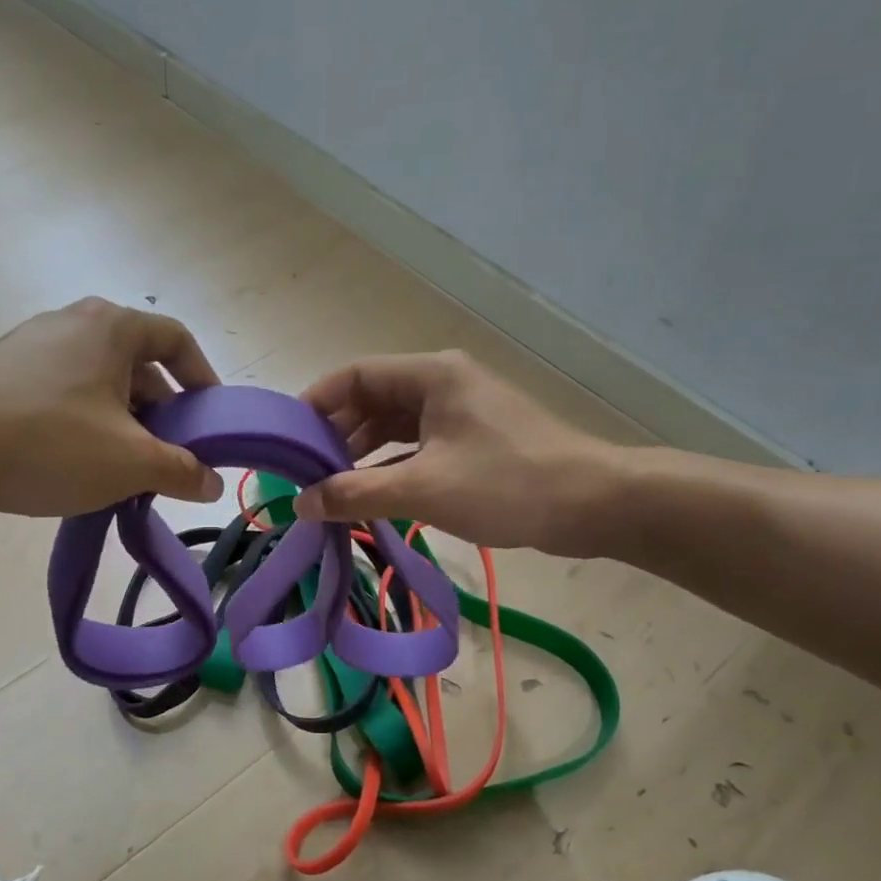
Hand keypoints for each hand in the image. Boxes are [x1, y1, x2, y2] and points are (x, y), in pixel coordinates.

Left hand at [0, 298, 225, 516]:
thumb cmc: (47, 442)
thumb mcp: (128, 463)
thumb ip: (180, 471)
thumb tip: (213, 483)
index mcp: (112, 328)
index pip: (177, 340)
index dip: (203, 378)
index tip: (210, 419)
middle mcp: (73, 323)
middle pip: (137, 364)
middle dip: (161, 412)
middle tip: (168, 457)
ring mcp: (32, 346)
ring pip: (99, 383)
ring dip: (123, 423)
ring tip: (124, 469)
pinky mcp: (2, 373)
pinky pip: (63, 393)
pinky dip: (84, 423)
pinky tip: (76, 465)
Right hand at [294, 351, 632, 554]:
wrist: (595, 504)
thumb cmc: (507, 484)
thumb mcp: (423, 489)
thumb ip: (356, 494)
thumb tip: (300, 504)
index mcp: (431, 375)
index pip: (354, 376)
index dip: (315, 403)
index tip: (285, 438)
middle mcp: (442, 383)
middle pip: (372, 400)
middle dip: (335, 435)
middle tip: (303, 471)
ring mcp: (460, 412)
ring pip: (394, 426)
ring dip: (362, 454)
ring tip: (329, 487)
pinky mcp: (473, 440)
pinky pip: (416, 446)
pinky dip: (390, 466)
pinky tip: (370, 494)